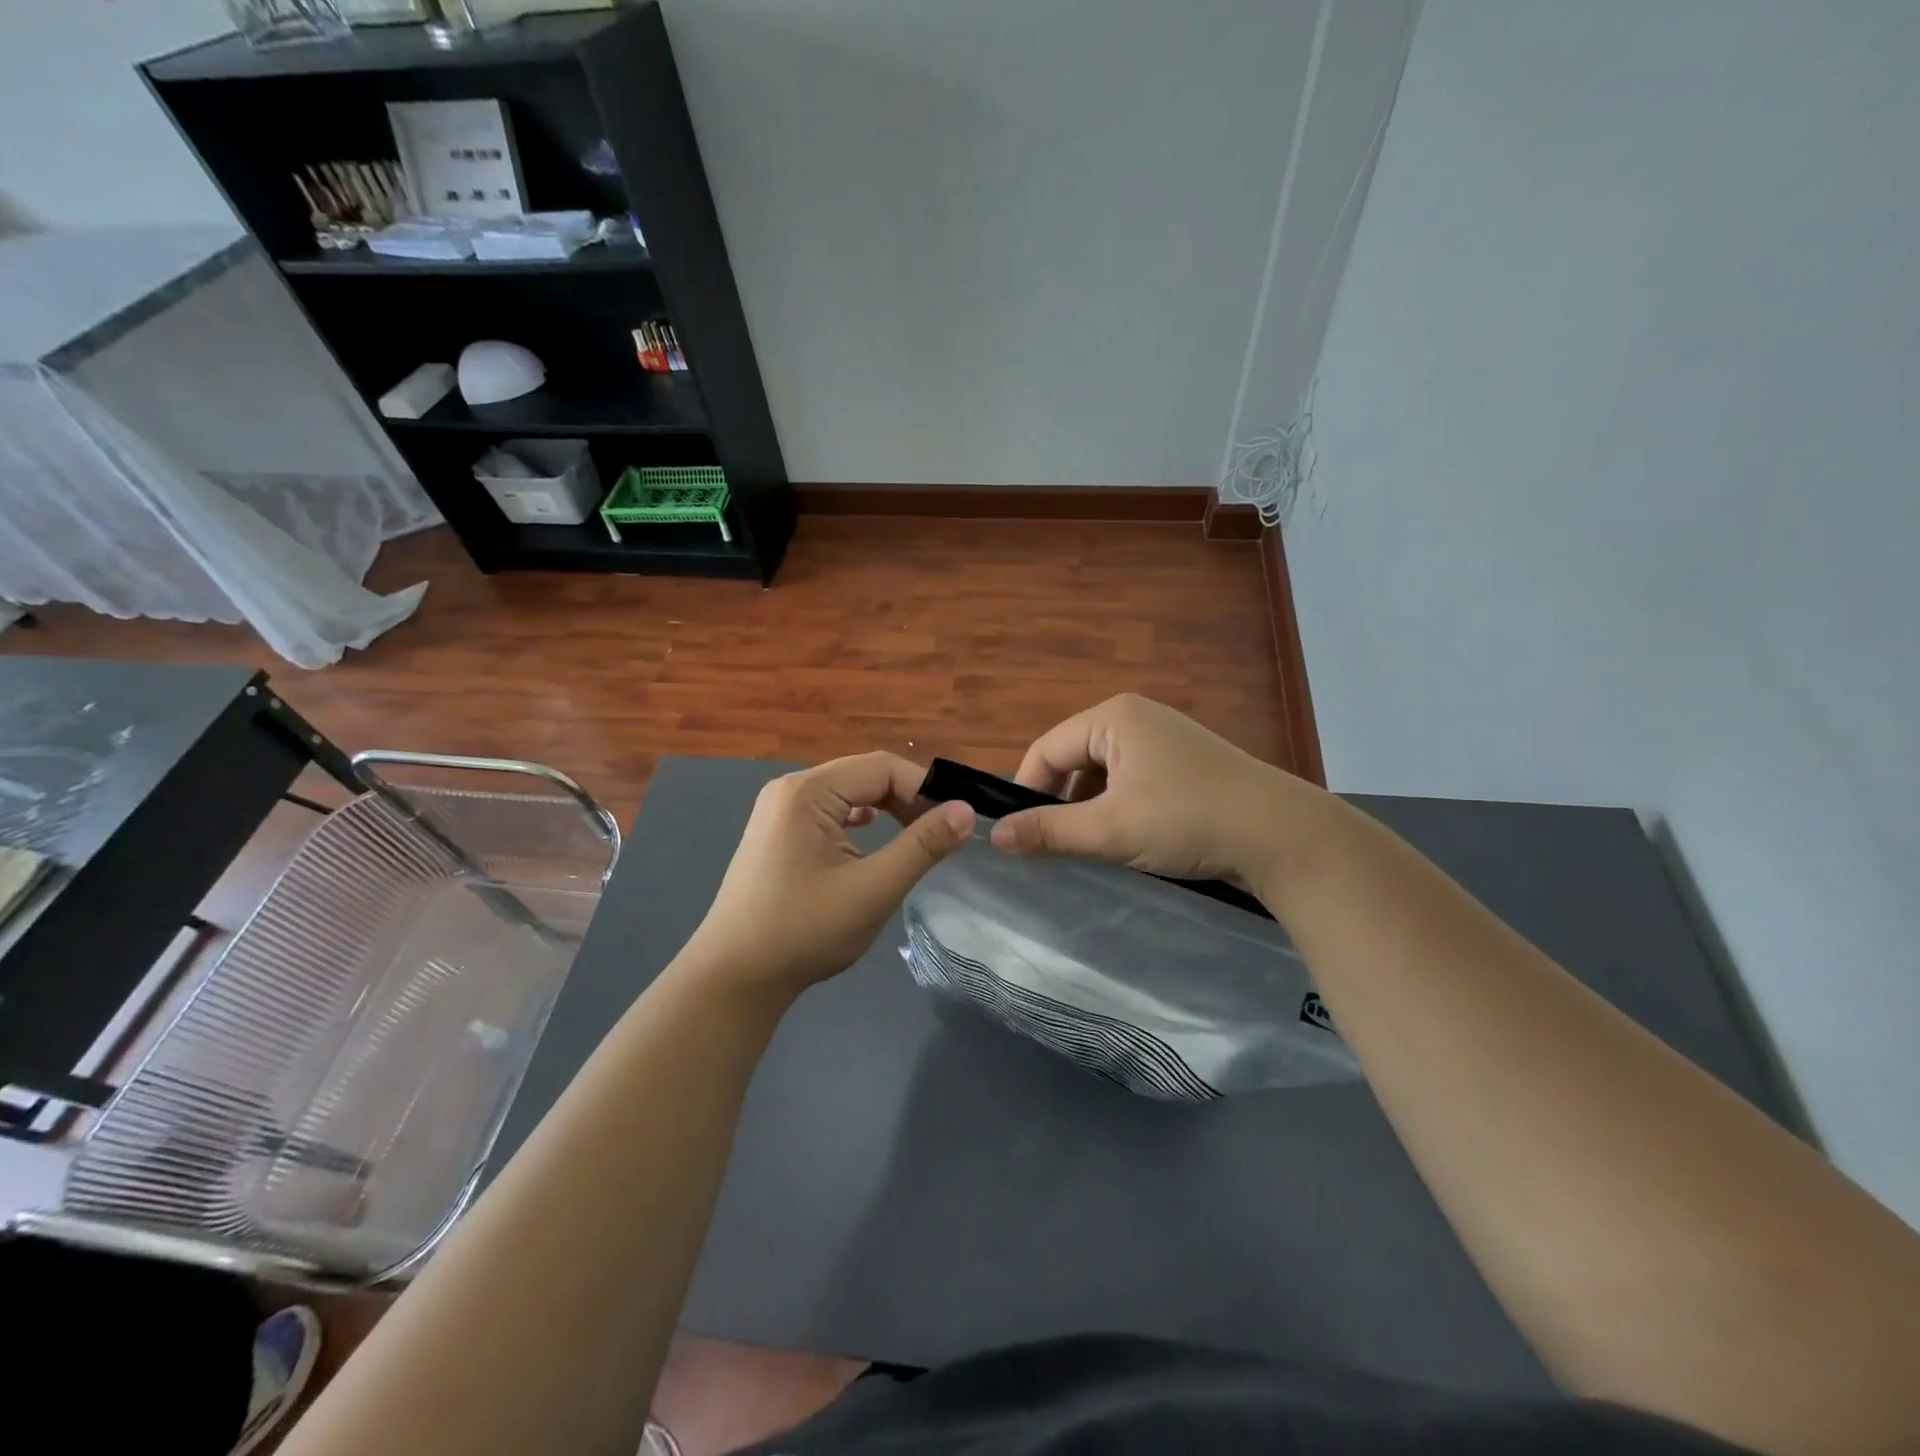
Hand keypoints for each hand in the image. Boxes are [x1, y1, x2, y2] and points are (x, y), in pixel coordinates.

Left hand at [683, 753, 974, 1001]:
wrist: (733, 978)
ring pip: (848, 793)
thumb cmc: (804, 932)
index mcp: (808, 792)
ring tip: (918, 836)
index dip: (925, 788)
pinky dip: (860, 820)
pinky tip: (874, 836)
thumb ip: (922, 846)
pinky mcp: (778, 832)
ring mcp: (779, 810)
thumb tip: (964, 811)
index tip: (955, 822)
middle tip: (942, 832)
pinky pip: (830, 811)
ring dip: (887, 809)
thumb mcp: (873, 889)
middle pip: (865, 775)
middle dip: (908, 798)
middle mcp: (791, 789)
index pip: (882, 767)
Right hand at [989, 694, 1332, 889]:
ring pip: (1103, 773)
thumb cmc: (1187, 821)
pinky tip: (1129, 838)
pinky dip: (1119, 807)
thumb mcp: (1110, 829)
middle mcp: (1137, 717)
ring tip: (1092, 847)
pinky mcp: (1185, 763)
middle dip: (1060, 802)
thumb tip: (995, 836)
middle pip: (1074, 758)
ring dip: (1090, 808)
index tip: (1018, 836)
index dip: (1026, 791)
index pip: (1046, 749)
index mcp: (1113, 717)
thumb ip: (1048, 831)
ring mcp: (1165, 738)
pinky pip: (1132, 780)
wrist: (1284, 837)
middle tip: (1054, 846)